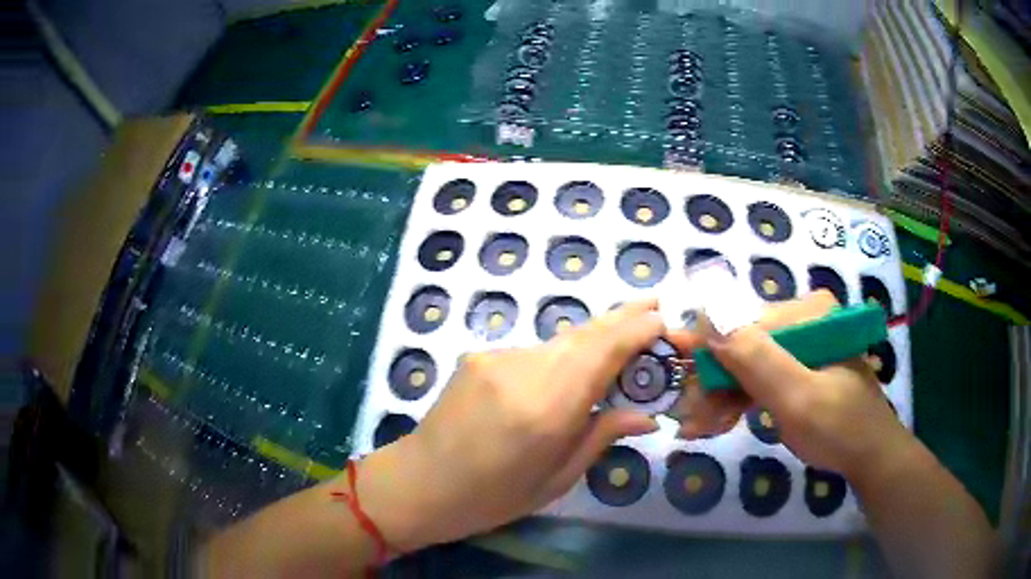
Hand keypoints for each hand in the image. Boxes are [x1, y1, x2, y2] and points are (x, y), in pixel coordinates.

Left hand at [360, 301, 664, 551]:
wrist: (419, 482)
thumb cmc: (491, 497)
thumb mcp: (555, 479)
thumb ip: (601, 437)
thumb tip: (647, 415)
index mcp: (547, 410)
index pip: (604, 351)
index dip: (638, 328)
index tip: (664, 317)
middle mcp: (524, 370)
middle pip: (585, 332)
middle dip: (624, 316)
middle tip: (654, 304)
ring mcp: (497, 357)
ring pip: (560, 340)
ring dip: (593, 338)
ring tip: (621, 338)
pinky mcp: (479, 355)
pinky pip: (534, 351)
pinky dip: (561, 355)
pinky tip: (568, 371)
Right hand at [666, 290, 911, 479]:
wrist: (869, 458)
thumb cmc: (839, 428)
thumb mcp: (798, 398)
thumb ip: (756, 359)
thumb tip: (706, 315)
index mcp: (809, 313)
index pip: (743, 323)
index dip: (708, 354)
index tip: (678, 383)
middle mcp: (803, 319)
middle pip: (742, 345)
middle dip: (714, 384)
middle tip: (692, 421)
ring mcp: (800, 344)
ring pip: (746, 363)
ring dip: (721, 396)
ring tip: (700, 428)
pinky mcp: (798, 366)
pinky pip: (758, 377)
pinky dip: (737, 400)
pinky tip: (719, 421)